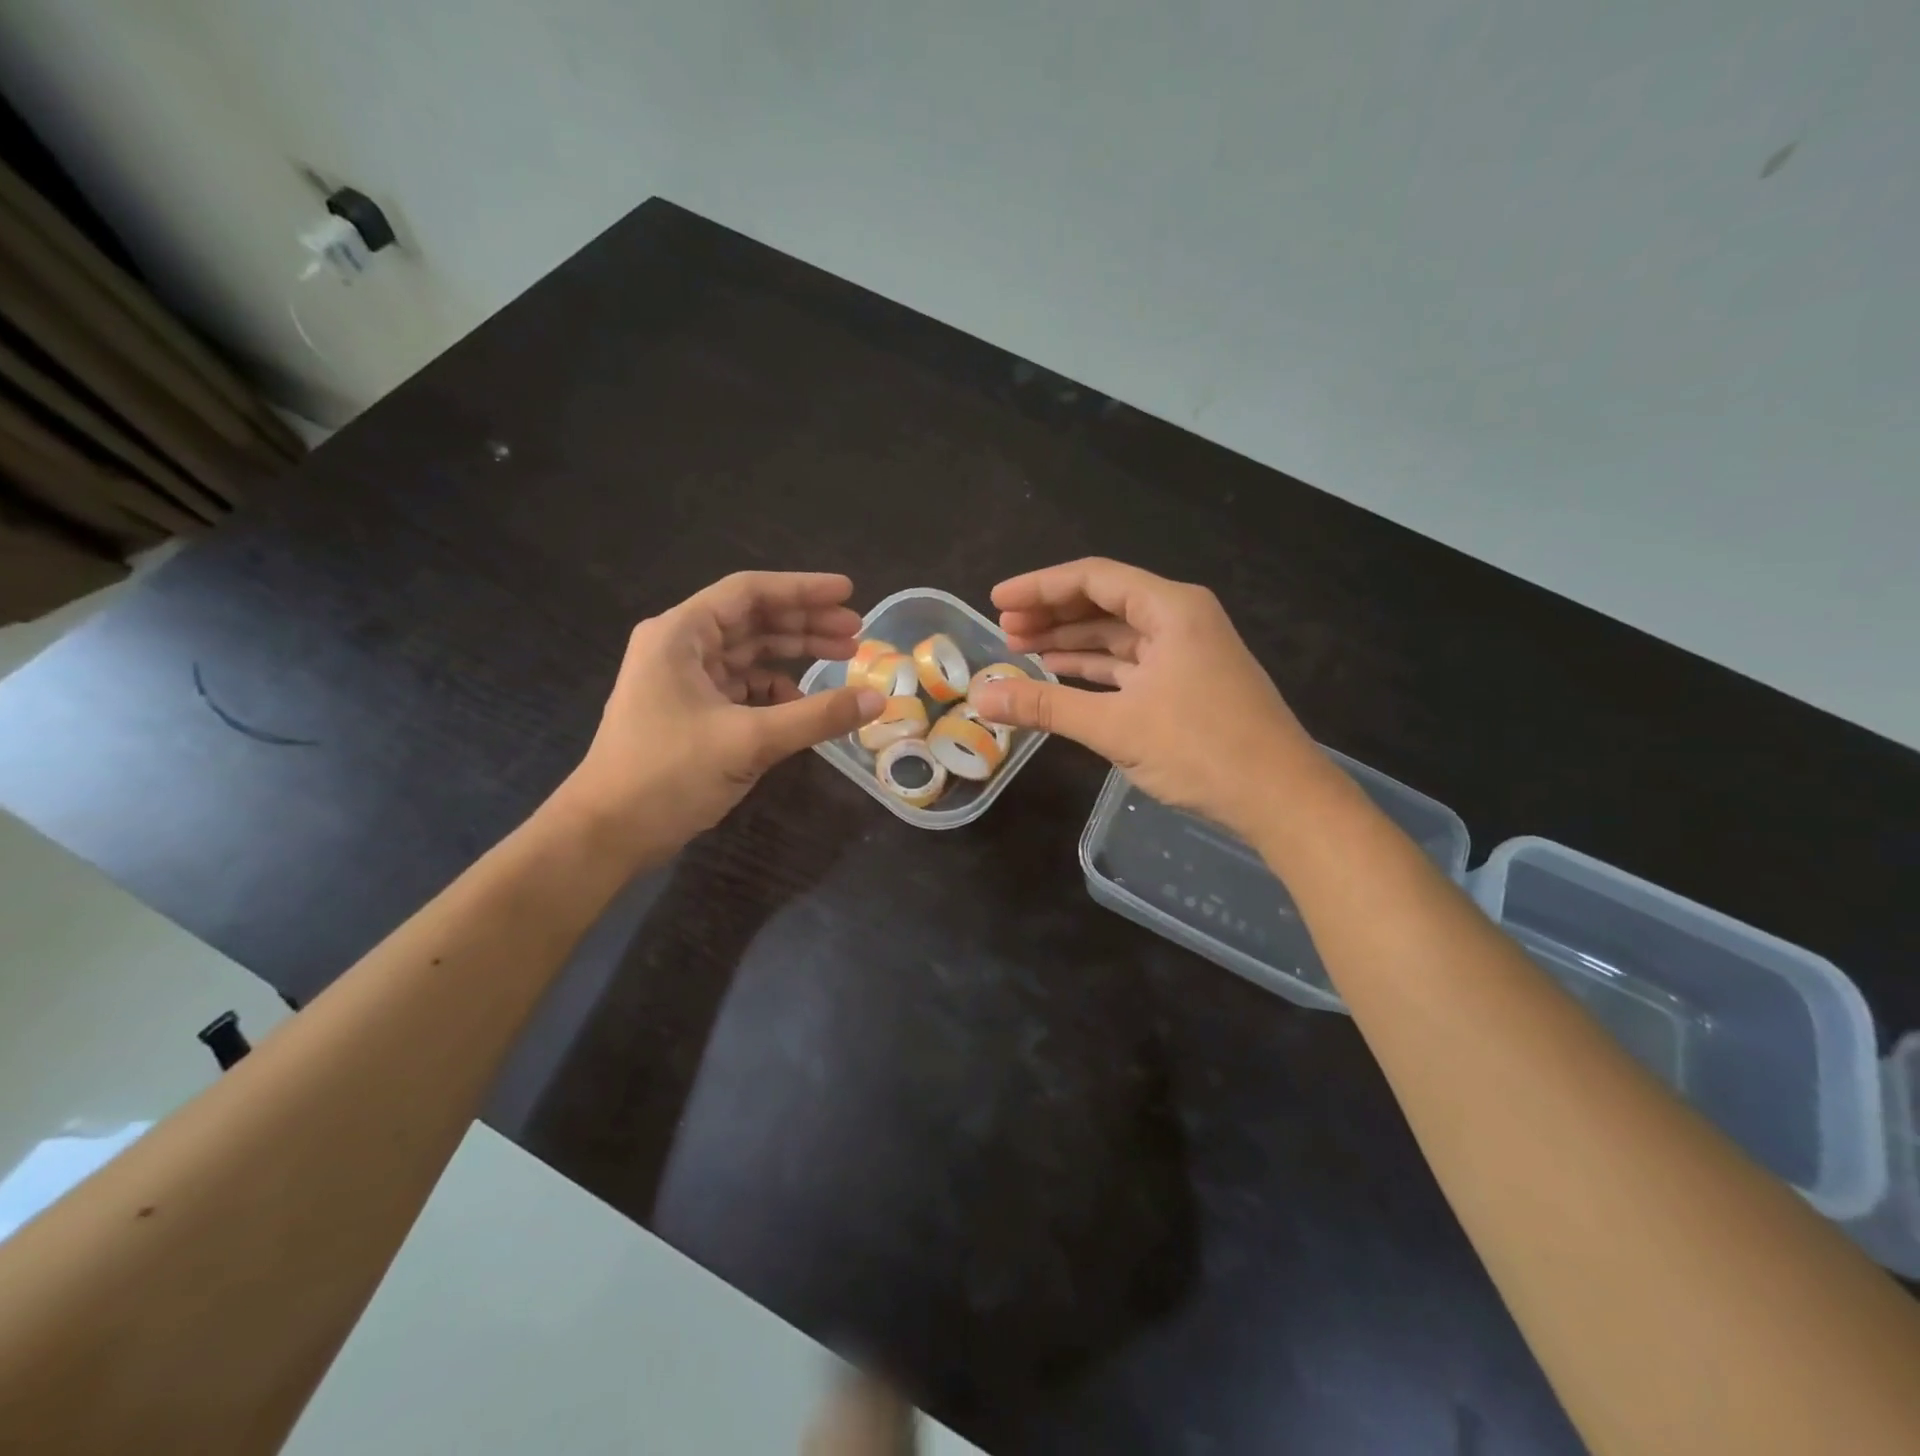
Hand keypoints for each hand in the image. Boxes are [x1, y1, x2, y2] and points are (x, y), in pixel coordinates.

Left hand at [555, 572, 882, 863]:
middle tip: (857, 633)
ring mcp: (685, 682)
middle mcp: (681, 648)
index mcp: (681, 635)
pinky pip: (743, 689)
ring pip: (750, 655)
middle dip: (806, 624)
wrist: (607, 833)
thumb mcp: (749, 740)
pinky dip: (776, 693)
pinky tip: (804, 706)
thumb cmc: (667, 773)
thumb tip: (877, 700)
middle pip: (753, 621)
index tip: (849, 593)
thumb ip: (816, 716)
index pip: (750, 593)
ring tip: (844, 659)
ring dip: (795, 655)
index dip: (803, 589)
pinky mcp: (692, 713)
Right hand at [970, 558, 1323, 837]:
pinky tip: (1062, 675)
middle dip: (1052, 614)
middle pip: (1105, 603)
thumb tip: (982, 697)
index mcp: (1171, 609)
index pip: (1094, 578)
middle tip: (1004, 631)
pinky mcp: (1189, 685)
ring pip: (1117, 636)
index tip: (997, 602)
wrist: (1282, 799)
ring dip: (1071, 642)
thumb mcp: (1116, 725)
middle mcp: (1181, 619)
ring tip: (1021, 650)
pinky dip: (1095, 669)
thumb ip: (1046, 706)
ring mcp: (1187, 653)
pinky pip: (1131, 665)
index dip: (1040, 587)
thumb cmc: (1201, 750)